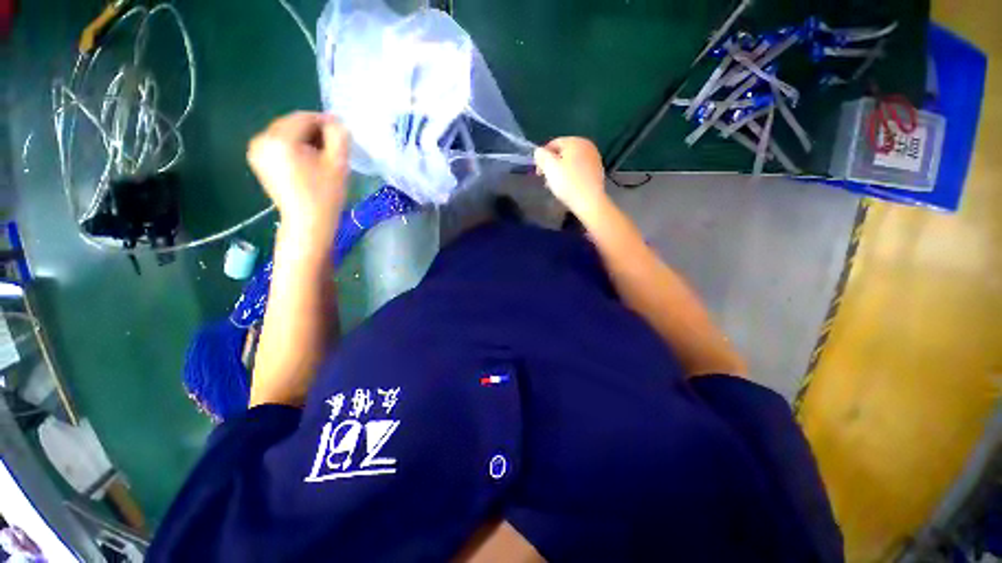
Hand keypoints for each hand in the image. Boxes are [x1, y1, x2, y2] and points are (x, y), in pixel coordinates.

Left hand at [247, 112, 349, 244]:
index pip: (304, 117)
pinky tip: (306, 163)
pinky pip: (277, 144)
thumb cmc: (325, 195)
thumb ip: (338, 136)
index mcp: (280, 139)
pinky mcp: (258, 160)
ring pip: (285, 133)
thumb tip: (335, 121)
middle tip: (331, 148)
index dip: (324, 123)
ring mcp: (256, 150)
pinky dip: (293, 147)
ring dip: (304, 139)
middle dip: (313, 131)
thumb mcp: (338, 164)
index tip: (340, 135)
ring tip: (320, 157)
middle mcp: (262, 139)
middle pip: (292, 123)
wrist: (307, 223)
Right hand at [534, 137, 608, 217]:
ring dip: (561, 171)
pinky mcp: (597, 171)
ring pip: (571, 162)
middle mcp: (587, 145)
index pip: (553, 143)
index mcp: (575, 141)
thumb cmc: (567, 183)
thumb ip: (541, 155)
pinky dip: (571, 176)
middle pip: (563, 152)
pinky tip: (568, 187)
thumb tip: (539, 151)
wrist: (589, 202)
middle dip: (552, 165)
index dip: (542, 157)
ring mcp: (594, 159)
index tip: (538, 172)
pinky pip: (579, 170)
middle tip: (546, 179)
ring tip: (556, 185)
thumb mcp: (549, 167)